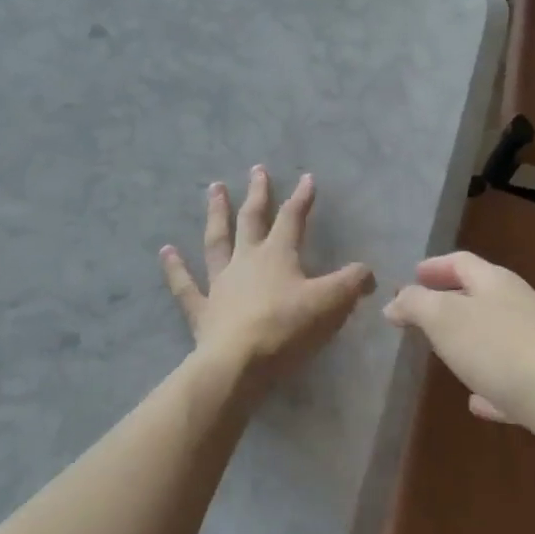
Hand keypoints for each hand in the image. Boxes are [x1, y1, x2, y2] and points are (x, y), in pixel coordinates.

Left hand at [161, 168, 375, 396]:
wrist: (238, 364)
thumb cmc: (286, 329)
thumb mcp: (330, 304)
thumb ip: (351, 284)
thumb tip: (369, 272)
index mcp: (278, 255)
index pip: (293, 218)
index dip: (302, 197)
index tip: (307, 178)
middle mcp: (247, 260)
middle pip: (252, 219)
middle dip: (257, 194)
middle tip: (256, 169)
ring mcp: (220, 283)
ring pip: (217, 240)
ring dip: (216, 213)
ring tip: (213, 188)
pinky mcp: (202, 311)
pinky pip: (185, 286)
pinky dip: (174, 268)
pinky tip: (165, 251)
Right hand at [384, 252, 534, 473]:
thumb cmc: (502, 348)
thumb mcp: (445, 318)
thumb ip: (416, 305)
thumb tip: (394, 302)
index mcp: (495, 283)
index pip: (461, 262)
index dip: (435, 266)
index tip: (412, 275)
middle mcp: (518, 307)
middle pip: (480, 297)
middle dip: (450, 302)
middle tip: (421, 315)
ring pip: (494, 338)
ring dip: (469, 343)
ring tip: (442, 355)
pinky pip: (509, 381)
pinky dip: (489, 386)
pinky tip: (476, 403)